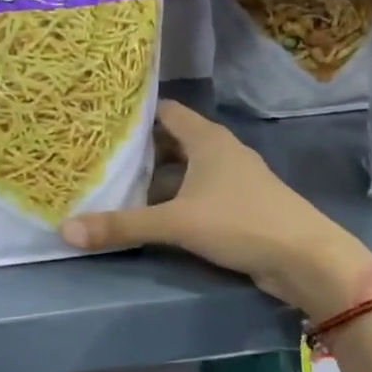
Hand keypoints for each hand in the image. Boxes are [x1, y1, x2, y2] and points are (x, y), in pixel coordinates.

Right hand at [59, 100, 371, 317]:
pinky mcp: (239, 206)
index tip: (102, 122)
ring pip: (184, 171)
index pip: (165, 112)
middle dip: (139, 151)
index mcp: (207, 139)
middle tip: (99, 159)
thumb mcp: (176, 222)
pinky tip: (152, 216)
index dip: (135, 114)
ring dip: (156, 180)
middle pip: (172, 142)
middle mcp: (220, 151)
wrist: (305, 260)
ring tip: (116, 187)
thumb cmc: (241, 222)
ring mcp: (232, 179)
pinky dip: (174, 200)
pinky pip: (196, 194)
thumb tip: (65, 230)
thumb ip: (122, 225)